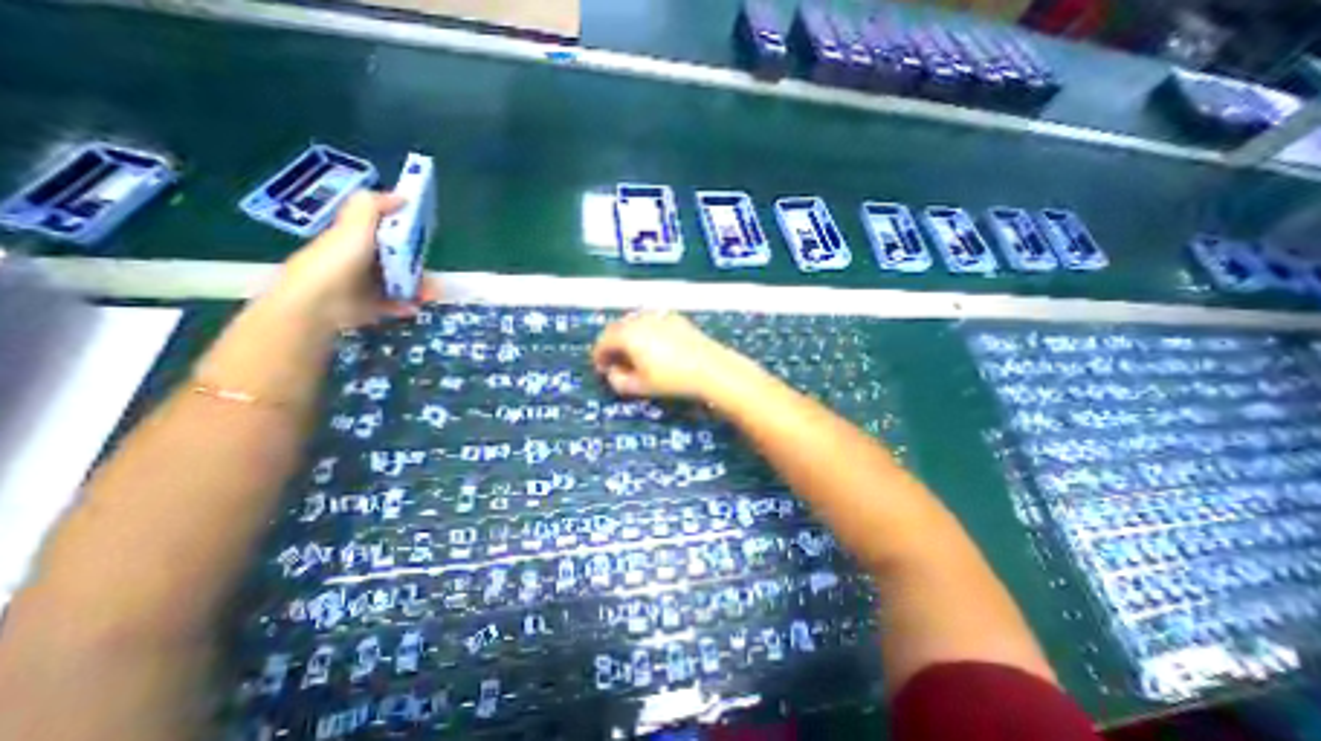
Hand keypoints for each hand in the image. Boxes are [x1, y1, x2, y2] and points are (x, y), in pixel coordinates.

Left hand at [272, 192, 438, 328]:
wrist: (318, 303)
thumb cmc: (338, 262)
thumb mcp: (354, 226)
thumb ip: (374, 207)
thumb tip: (401, 195)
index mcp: (357, 240)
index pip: (387, 234)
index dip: (407, 235)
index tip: (426, 239)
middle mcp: (362, 260)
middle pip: (399, 261)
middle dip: (420, 269)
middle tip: (434, 278)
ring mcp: (365, 285)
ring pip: (401, 283)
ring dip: (419, 289)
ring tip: (430, 296)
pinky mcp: (370, 306)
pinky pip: (395, 304)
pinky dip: (407, 305)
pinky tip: (414, 306)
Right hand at [595, 308, 757, 397]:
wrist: (709, 368)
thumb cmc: (671, 379)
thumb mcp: (640, 387)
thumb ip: (618, 381)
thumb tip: (612, 373)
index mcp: (627, 334)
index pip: (603, 341)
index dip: (598, 356)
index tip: (601, 368)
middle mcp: (640, 319)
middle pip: (617, 329)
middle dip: (612, 345)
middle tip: (615, 362)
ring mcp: (659, 315)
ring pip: (634, 323)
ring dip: (628, 337)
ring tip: (634, 355)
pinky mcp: (674, 317)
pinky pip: (651, 322)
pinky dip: (645, 332)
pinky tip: (655, 347)